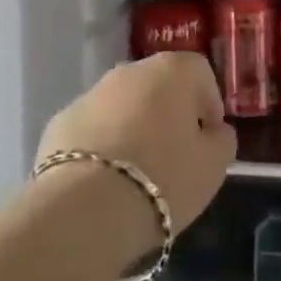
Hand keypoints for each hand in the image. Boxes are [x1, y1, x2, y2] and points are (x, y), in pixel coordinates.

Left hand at [36, 51, 236, 240]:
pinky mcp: (60, 121)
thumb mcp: (213, 166)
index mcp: (171, 71)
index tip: (209, 139)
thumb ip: (221, 140)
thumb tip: (213, 131)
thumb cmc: (163, 179)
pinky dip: (102, 145)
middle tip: (175, 156)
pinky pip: (93, 128)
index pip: (200, 72)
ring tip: (137, 173)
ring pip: (123, 106)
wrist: (84, 209)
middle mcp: (130, 71)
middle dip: (169, 114)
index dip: (209, 105)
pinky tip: (104, 181)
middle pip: (159, 86)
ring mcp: (90, 93)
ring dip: (133, 127)